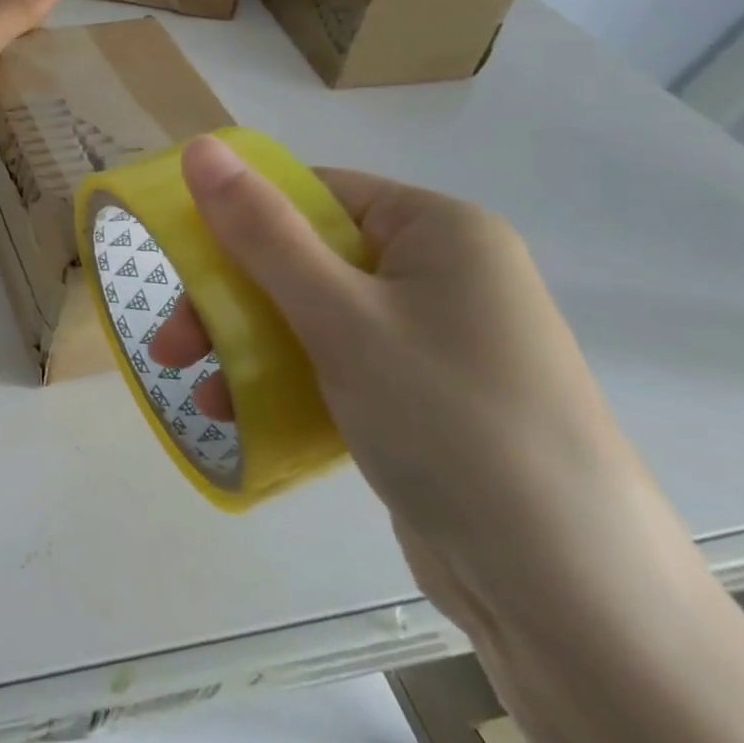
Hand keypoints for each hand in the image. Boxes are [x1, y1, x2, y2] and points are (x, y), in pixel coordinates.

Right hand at [149, 136, 670, 640]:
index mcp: (437, 230)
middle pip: (303, 257)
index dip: (239, 217)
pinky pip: (332, 363)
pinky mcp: (419, 395)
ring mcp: (431, 337)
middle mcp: (439, 273)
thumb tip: (199, 145)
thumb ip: (261, 231)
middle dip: (229, 299)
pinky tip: (239, 414)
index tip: (179, 259)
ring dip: (245, 344)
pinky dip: (283, 381)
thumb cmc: (450, 421)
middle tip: (172, 343)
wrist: (570, 597)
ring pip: (308, 315)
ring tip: (198, 389)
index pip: (314, 192)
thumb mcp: (339, 316)